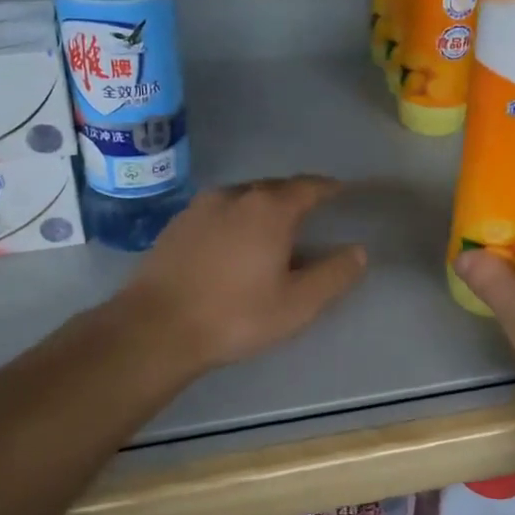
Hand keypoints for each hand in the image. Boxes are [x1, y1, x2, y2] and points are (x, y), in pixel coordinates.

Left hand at [117, 176, 366, 372]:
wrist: (155, 327)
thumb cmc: (235, 315)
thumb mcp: (297, 304)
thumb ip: (334, 274)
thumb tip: (358, 251)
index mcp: (269, 208)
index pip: (308, 186)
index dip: (328, 188)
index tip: (341, 192)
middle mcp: (235, 195)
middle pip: (274, 188)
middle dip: (296, 197)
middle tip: (310, 215)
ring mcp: (200, 207)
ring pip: (243, 198)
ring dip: (263, 208)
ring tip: (273, 230)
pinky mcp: (176, 224)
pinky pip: (218, 212)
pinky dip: (235, 219)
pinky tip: (233, 244)